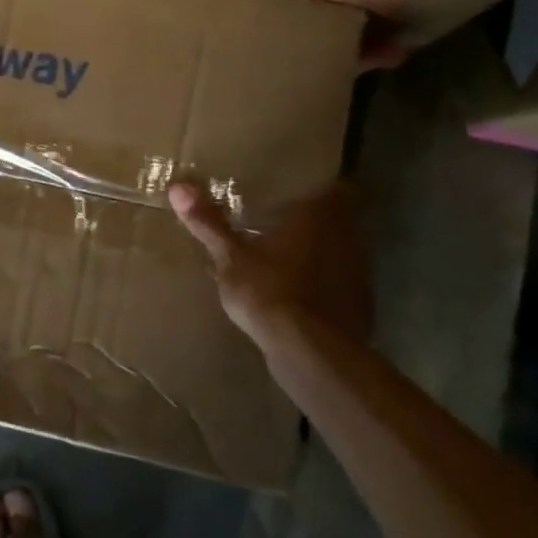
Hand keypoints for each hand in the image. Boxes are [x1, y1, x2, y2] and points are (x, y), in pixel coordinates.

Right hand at [169, 181, 372, 351]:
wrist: (310, 351)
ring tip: (289, 258)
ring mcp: (359, 273)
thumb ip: (208, 223)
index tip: (303, 188)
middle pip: (342, 219)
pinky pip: (342, 284)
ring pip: (343, 251)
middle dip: (318, 220)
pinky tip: (300, 296)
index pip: (341, 188)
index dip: (325, 186)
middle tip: (286, 220)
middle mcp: (348, 238)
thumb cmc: (269, 290)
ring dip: (322, 253)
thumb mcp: (230, 257)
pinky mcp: (360, 306)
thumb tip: (178, 188)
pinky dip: (325, 285)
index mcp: (320, 217)